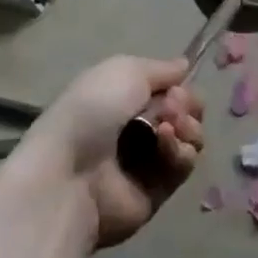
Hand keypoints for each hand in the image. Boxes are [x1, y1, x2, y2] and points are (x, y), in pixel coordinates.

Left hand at [20, 55, 205, 249]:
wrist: (69, 173)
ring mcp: (147, 161)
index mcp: (124, 98)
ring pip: (189, 138)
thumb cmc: (92, 110)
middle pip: (185, 112)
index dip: (179, 86)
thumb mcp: (125, 70)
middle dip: (187, 105)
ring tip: (168, 127)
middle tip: (171, 108)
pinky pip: (183, 166)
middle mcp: (137, 127)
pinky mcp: (156, 191)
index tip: (175, 87)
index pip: (169, 89)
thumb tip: (184, 65)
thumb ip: (161, 68)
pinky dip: (180, 152)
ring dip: (187, 127)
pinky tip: (164, 144)